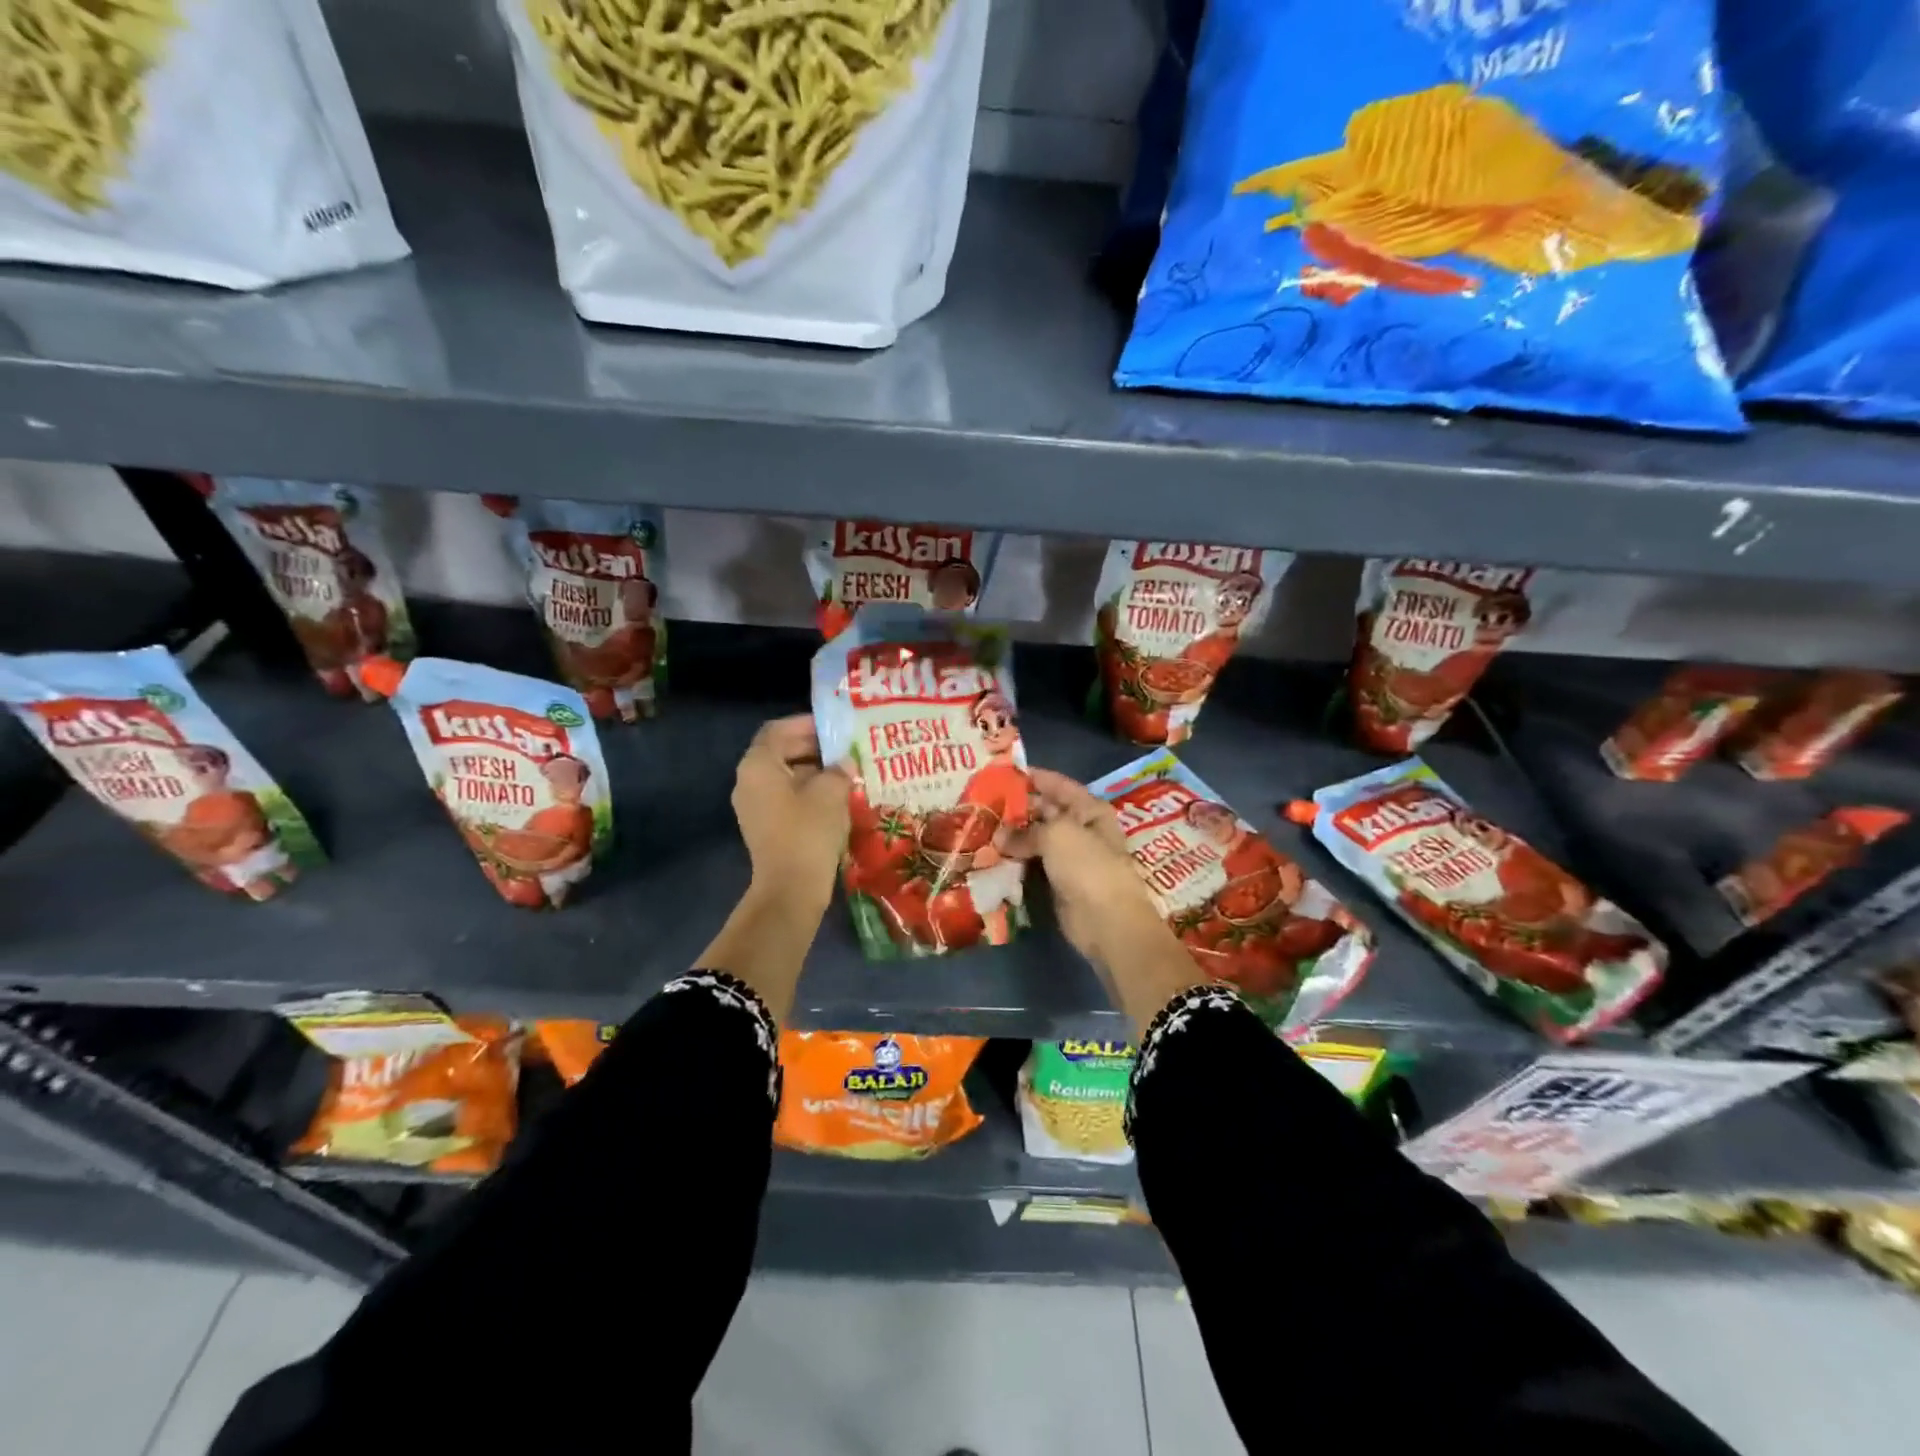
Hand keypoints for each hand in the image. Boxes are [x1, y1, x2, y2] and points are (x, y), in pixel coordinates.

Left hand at [732, 714, 851, 914]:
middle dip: (813, 747)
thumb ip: (839, 769)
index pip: (778, 730)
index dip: (806, 724)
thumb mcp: (831, 792)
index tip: (834, 728)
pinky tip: (836, 797)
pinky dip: (808, 791)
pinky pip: (786, 797)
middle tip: (845, 749)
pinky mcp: (765, 826)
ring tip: (846, 772)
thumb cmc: (808, 831)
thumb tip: (844, 764)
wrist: (791, 888)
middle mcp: (748, 781)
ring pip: (785, 776)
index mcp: (757, 766)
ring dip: (814, 771)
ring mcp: (754, 806)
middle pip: (780, 752)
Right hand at [1006, 769, 1209, 1033]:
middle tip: (981, 803)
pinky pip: (1032, 864)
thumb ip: (1025, 831)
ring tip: (979, 827)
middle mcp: (1081, 829)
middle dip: (1016, 808)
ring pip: (1035, 839)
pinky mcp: (1057, 882)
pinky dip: (1014, 860)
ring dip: (1011, 836)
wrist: (1107, 921)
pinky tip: (989, 856)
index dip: (1033, 777)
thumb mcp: (1056, 835)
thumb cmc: (1087, 866)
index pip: (1058, 785)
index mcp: (1089, 809)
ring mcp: (1069, 857)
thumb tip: (999, 837)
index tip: (1001, 772)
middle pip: (1044, 811)